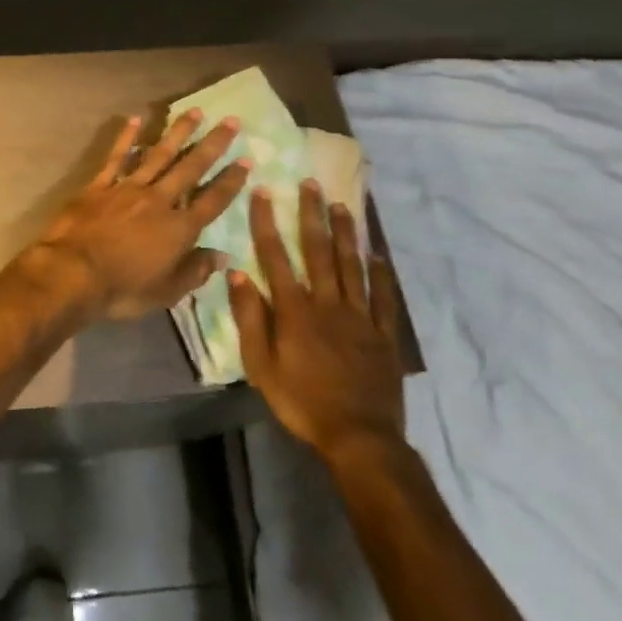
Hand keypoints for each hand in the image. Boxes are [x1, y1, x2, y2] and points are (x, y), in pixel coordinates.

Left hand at [23, 110, 251, 322]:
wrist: (73, 272)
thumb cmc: (123, 289)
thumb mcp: (166, 292)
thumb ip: (195, 272)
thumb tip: (222, 257)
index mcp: (179, 229)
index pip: (212, 201)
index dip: (231, 181)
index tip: (246, 160)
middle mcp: (159, 201)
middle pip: (191, 168)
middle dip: (213, 144)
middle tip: (231, 120)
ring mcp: (128, 188)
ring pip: (159, 154)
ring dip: (178, 132)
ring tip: (194, 111)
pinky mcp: (101, 185)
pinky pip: (117, 157)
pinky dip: (127, 138)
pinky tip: (136, 118)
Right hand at [230, 181, 406, 461]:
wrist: (359, 437)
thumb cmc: (302, 402)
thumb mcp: (261, 365)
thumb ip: (250, 318)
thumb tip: (237, 273)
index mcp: (295, 310)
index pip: (276, 256)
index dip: (266, 222)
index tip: (262, 192)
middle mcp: (327, 303)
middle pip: (318, 251)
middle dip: (312, 215)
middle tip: (310, 183)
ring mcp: (360, 316)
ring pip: (352, 266)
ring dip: (345, 234)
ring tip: (342, 205)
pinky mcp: (384, 334)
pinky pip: (385, 298)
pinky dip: (383, 275)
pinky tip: (379, 256)